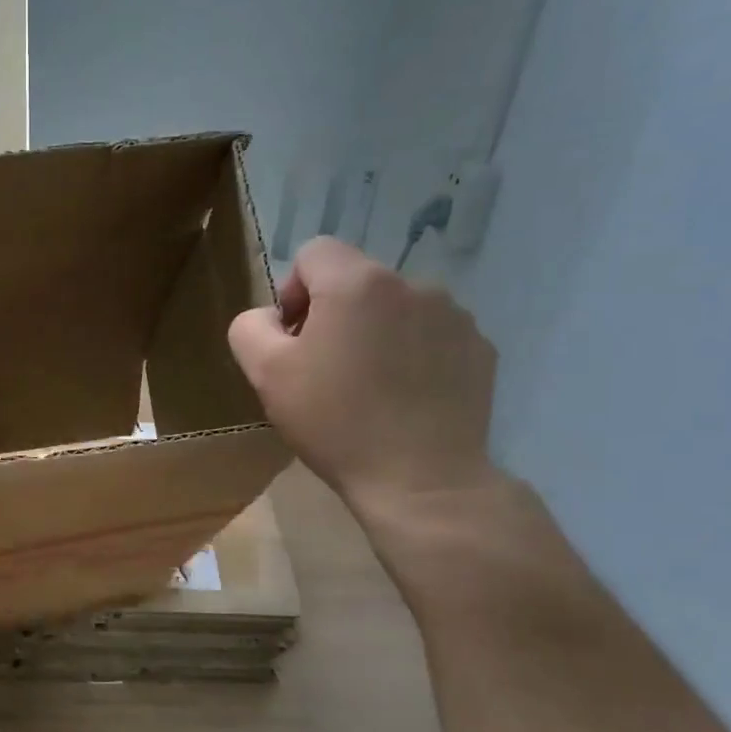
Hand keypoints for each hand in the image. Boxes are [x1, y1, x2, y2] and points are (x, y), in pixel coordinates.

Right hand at [228, 237, 497, 520]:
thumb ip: (251, 327)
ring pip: (396, 308)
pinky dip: (413, 355)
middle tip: (325, 371)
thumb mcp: (265, 374)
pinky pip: (431, 336)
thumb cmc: (334, 422)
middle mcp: (412, 285)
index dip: (294, 290)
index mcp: (357, 284)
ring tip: (369, 387)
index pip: (314, 252)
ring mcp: (454, 316)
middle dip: (334, 315)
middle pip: (356, 281)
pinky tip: (404, 398)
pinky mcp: (479, 349)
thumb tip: (272, 317)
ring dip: (376, 333)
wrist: (421, 479)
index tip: (294, 339)